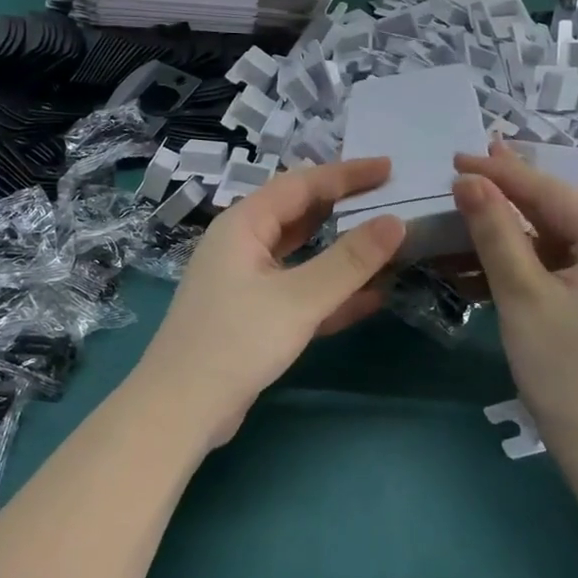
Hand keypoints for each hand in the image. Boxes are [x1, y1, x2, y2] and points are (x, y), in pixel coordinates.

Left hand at [133, 159, 405, 445]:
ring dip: (343, 251)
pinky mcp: (255, 317)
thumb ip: (349, 261)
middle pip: (301, 215)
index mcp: (244, 225)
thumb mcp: (298, 298)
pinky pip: (301, 292)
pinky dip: (333, 291)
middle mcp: (243, 245)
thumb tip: (396, 222)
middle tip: (392, 200)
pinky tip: (373, 296)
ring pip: (303, 255)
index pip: (302, 184)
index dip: (347, 174)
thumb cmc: (235, 341)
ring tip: (389, 242)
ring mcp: (247, 282)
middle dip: (346, 207)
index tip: (389, 167)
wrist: (181, 410)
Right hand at [453, 146, 577, 455]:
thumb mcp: (523, 295)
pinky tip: (481, 251)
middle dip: (509, 191)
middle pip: (556, 211)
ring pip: (552, 238)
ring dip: (508, 227)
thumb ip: (496, 232)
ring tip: (467, 201)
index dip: (503, 174)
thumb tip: (468, 181)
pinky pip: (554, 265)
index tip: (459, 157)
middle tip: (467, 162)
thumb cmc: (565, 369)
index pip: (553, 194)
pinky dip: (519, 259)